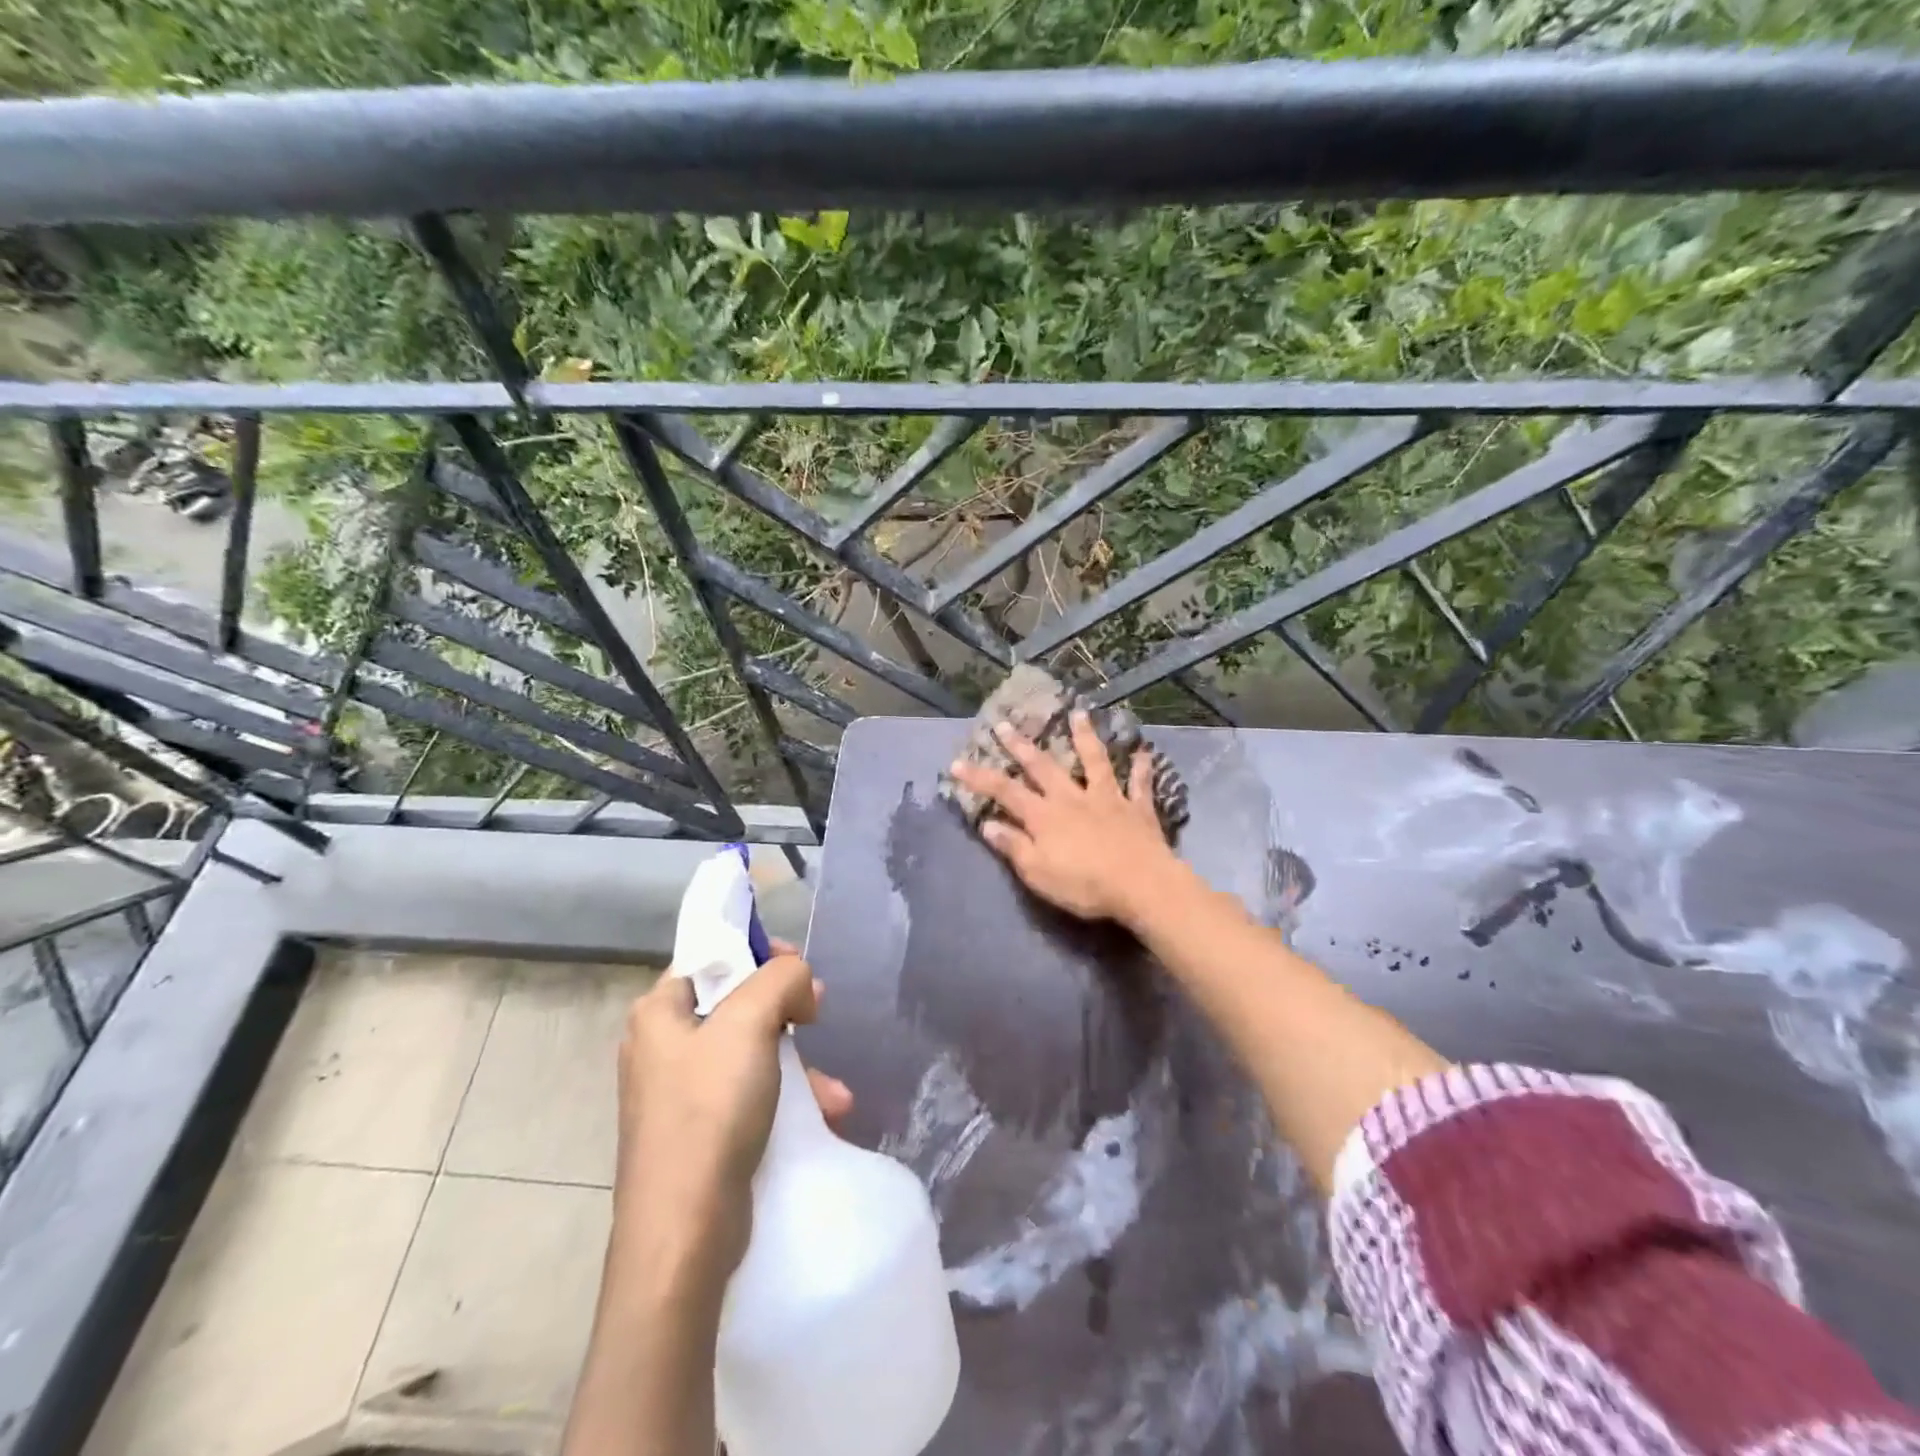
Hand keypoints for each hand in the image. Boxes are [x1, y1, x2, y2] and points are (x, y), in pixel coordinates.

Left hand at [614, 938, 852, 1282]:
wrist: (684, 1234)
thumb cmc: (709, 1111)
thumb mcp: (749, 1023)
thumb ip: (780, 979)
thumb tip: (797, 983)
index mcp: (659, 1011)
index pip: (712, 956)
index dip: (757, 953)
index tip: (796, 967)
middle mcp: (664, 1046)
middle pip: (736, 1002)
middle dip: (786, 1008)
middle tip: (817, 1012)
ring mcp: (681, 1093)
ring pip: (751, 1051)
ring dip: (797, 1063)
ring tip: (832, 1089)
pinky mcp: (702, 1132)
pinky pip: (751, 1094)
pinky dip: (787, 1097)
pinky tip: (825, 1114)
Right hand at [948, 709, 1183, 926]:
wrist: (1141, 885)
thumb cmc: (1084, 885)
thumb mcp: (1038, 873)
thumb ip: (1014, 846)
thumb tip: (988, 824)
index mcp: (1045, 816)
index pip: (1004, 792)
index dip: (979, 778)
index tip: (956, 763)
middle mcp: (1072, 799)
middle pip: (1043, 767)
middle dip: (1021, 746)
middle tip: (1005, 723)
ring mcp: (1107, 799)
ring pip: (1094, 762)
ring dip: (1085, 737)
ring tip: (1079, 714)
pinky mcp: (1138, 809)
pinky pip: (1140, 785)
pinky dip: (1142, 768)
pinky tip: (1145, 752)